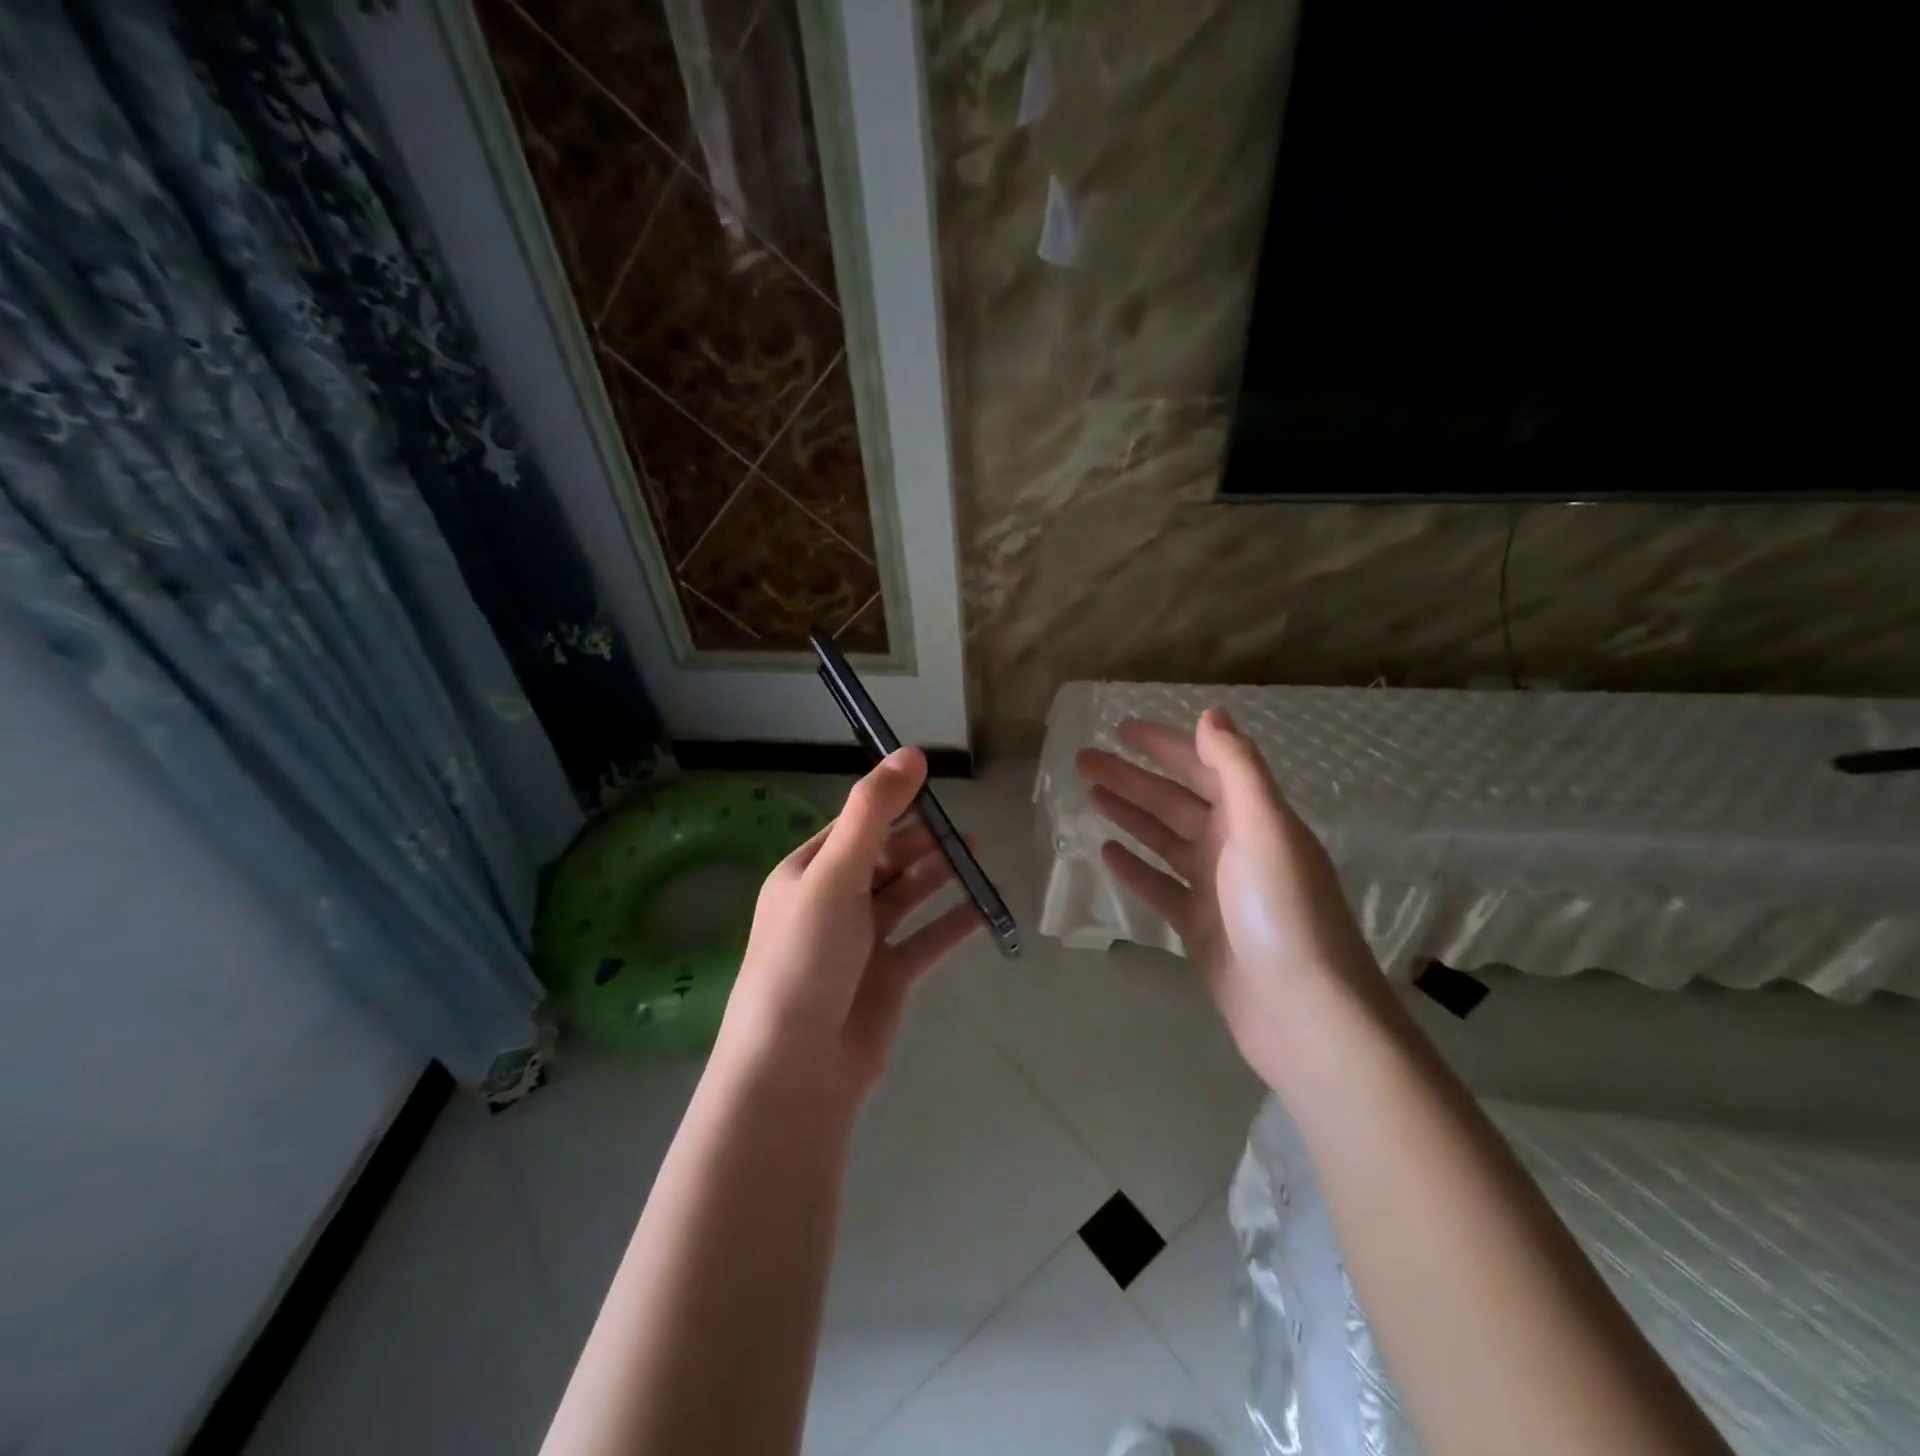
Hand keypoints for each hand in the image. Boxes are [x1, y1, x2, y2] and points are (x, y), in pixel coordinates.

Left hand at [717, 746, 983, 1102]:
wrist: (796, 1070)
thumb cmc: (806, 959)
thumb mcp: (834, 875)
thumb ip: (873, 813)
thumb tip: (910, 751)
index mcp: (807, 873)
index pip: (855, 825)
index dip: (893, 802)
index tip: (934, 784)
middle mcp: (832, 903)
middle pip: (885, 858)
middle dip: (922, 839)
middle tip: (962, 824)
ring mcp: (862, 943)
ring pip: (908, 895)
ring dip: (940, 873)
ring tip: (976, 851)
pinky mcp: (888, 978)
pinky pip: (927, 939)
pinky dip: (954, 921)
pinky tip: (986, 906)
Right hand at [1075, 708, 1378, 1083]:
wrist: (1303, 1013)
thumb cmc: (1282, 912)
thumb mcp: (1264, 829)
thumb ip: (1238, 768)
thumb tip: (1212, 712)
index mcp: (1253, 817)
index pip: (1203, 766)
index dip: (1164, 744)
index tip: (1120, 728)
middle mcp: (1235, 845)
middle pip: (1174, 800)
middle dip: (1131, 777)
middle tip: (1083, 760)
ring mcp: (1216, 888)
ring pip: (1163, 839)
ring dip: (1128, 814)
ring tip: (1088, 795)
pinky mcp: (1200, 927)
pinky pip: (1160, 886)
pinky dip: (1135, 867)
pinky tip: (1106, 852)